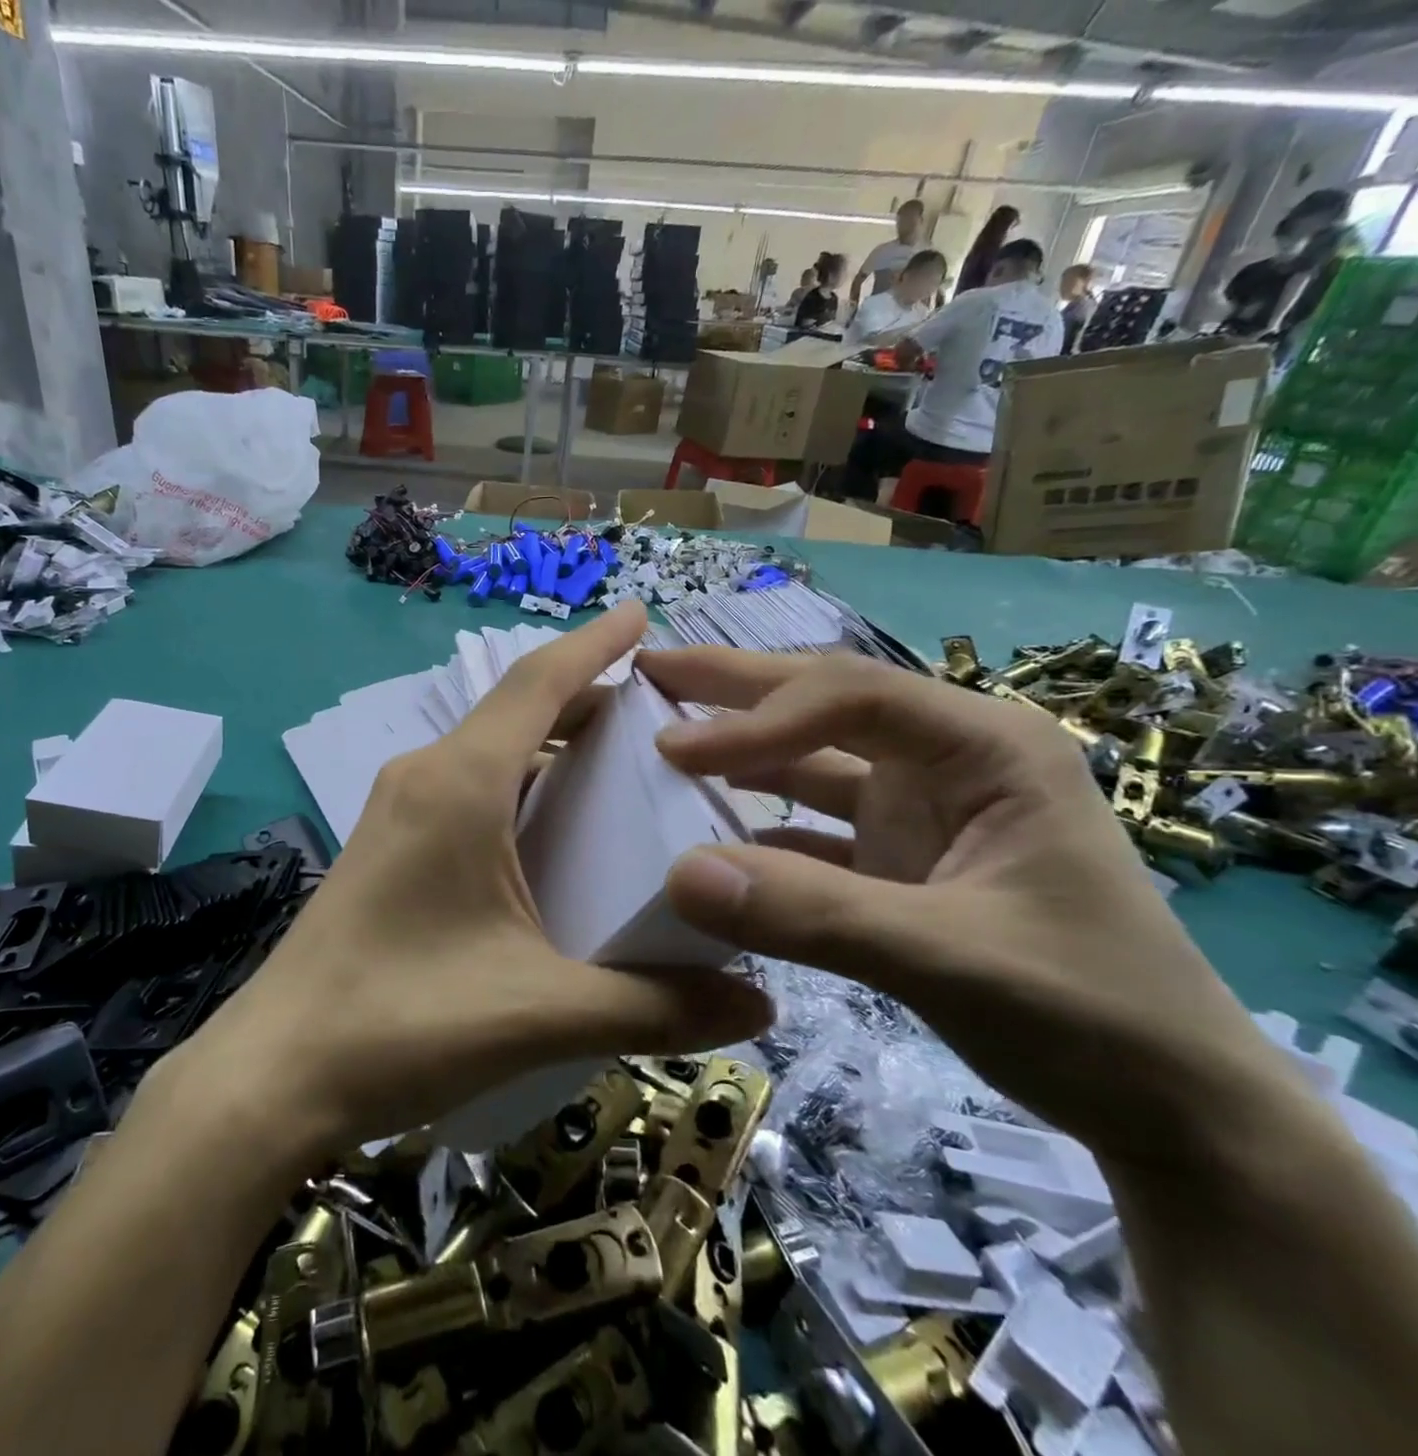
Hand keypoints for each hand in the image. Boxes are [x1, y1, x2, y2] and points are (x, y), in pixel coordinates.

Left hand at [187, 605, 773, 1156]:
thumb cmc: (403, 1023)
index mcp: (460, 782)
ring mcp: (395, 810)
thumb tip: (761, 1002)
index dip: (595, 643)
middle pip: (517, 712)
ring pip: (489, 751)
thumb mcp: (542, 1012)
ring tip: (620, 770)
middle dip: (587, 700)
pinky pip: (466, 790)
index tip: (643, 615)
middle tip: (661, 717)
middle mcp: (424, 777)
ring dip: (550, 746)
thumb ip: (656, 1005)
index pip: (538, 682)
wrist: (276, 1073)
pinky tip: (552, 836)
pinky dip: (518, 787)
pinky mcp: (385, 847)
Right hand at [640, 648, 1294, 1169]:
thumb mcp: (952, 959)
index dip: (757, 717)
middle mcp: (946, 762)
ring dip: (739, 750)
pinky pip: (807, 829)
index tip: (674, 749)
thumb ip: (815, 914)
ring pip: (810, 761)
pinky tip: (703, 829)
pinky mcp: (894, 862)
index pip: (851, 697)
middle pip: (825, 703)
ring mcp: (917, 813)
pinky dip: (755, 826)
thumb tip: (678, 874)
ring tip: (661, 734)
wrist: (1170, 1112)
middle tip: (651, 669)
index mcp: (984, 748)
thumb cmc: (1090, 1013)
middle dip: (736, 686)